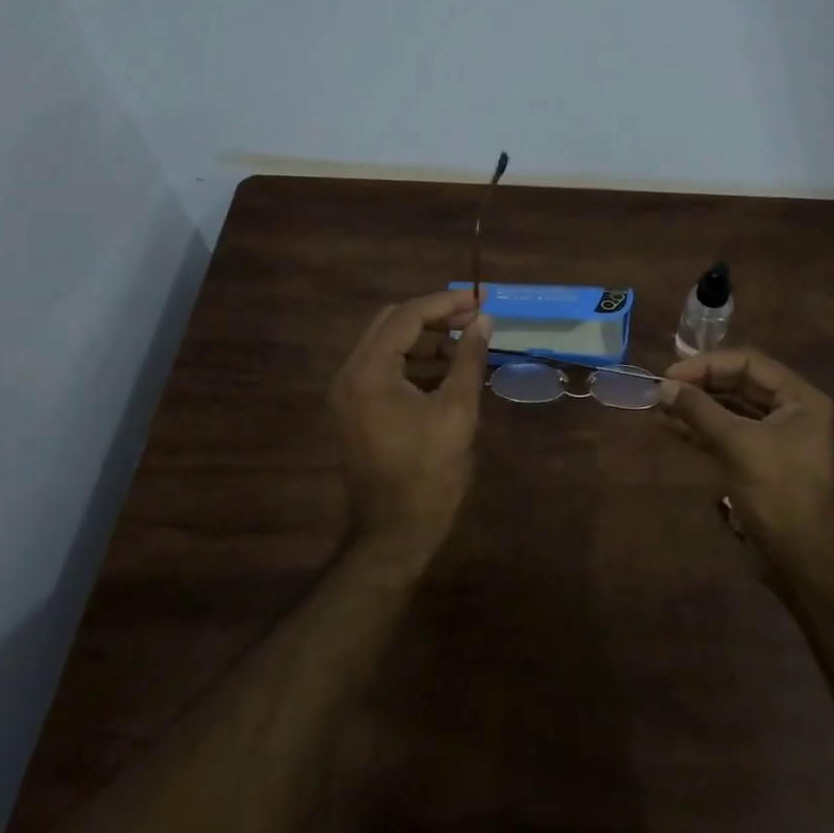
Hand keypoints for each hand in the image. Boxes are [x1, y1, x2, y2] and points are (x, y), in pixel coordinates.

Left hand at [330, 289, 493, 564]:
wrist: (394, 533)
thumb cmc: (429, 473)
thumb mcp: (457, 411)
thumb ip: (469, 359)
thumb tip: (484, 321)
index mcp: (369, 372)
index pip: (408, 316)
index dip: (447, 303)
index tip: (481, 299)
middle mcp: (350, 375)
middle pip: (392, 323)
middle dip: (435, 316)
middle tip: (474, 317)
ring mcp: (349, 393)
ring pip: (389, 345)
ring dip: (427, 339)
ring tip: (467, 344)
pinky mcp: (357, 410)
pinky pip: (386, 369)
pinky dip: (416, 362)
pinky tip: (448, 370)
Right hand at [660, 348, 833, 566]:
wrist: (800, 558)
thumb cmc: (777, 492)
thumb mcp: (737, 444)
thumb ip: (700, 410)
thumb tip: (663, 386)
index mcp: (799, 398)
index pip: (749, 362)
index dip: (708, 364)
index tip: (673, 374)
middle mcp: (790, 410)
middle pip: (739, 382)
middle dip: (700, 384)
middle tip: (663, 388)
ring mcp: (773, 435)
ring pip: (729, 408)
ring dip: (696, 406)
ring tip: (659, 405)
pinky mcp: (756, 458)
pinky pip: (726, 432)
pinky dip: (700, 428)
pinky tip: (670, 426)